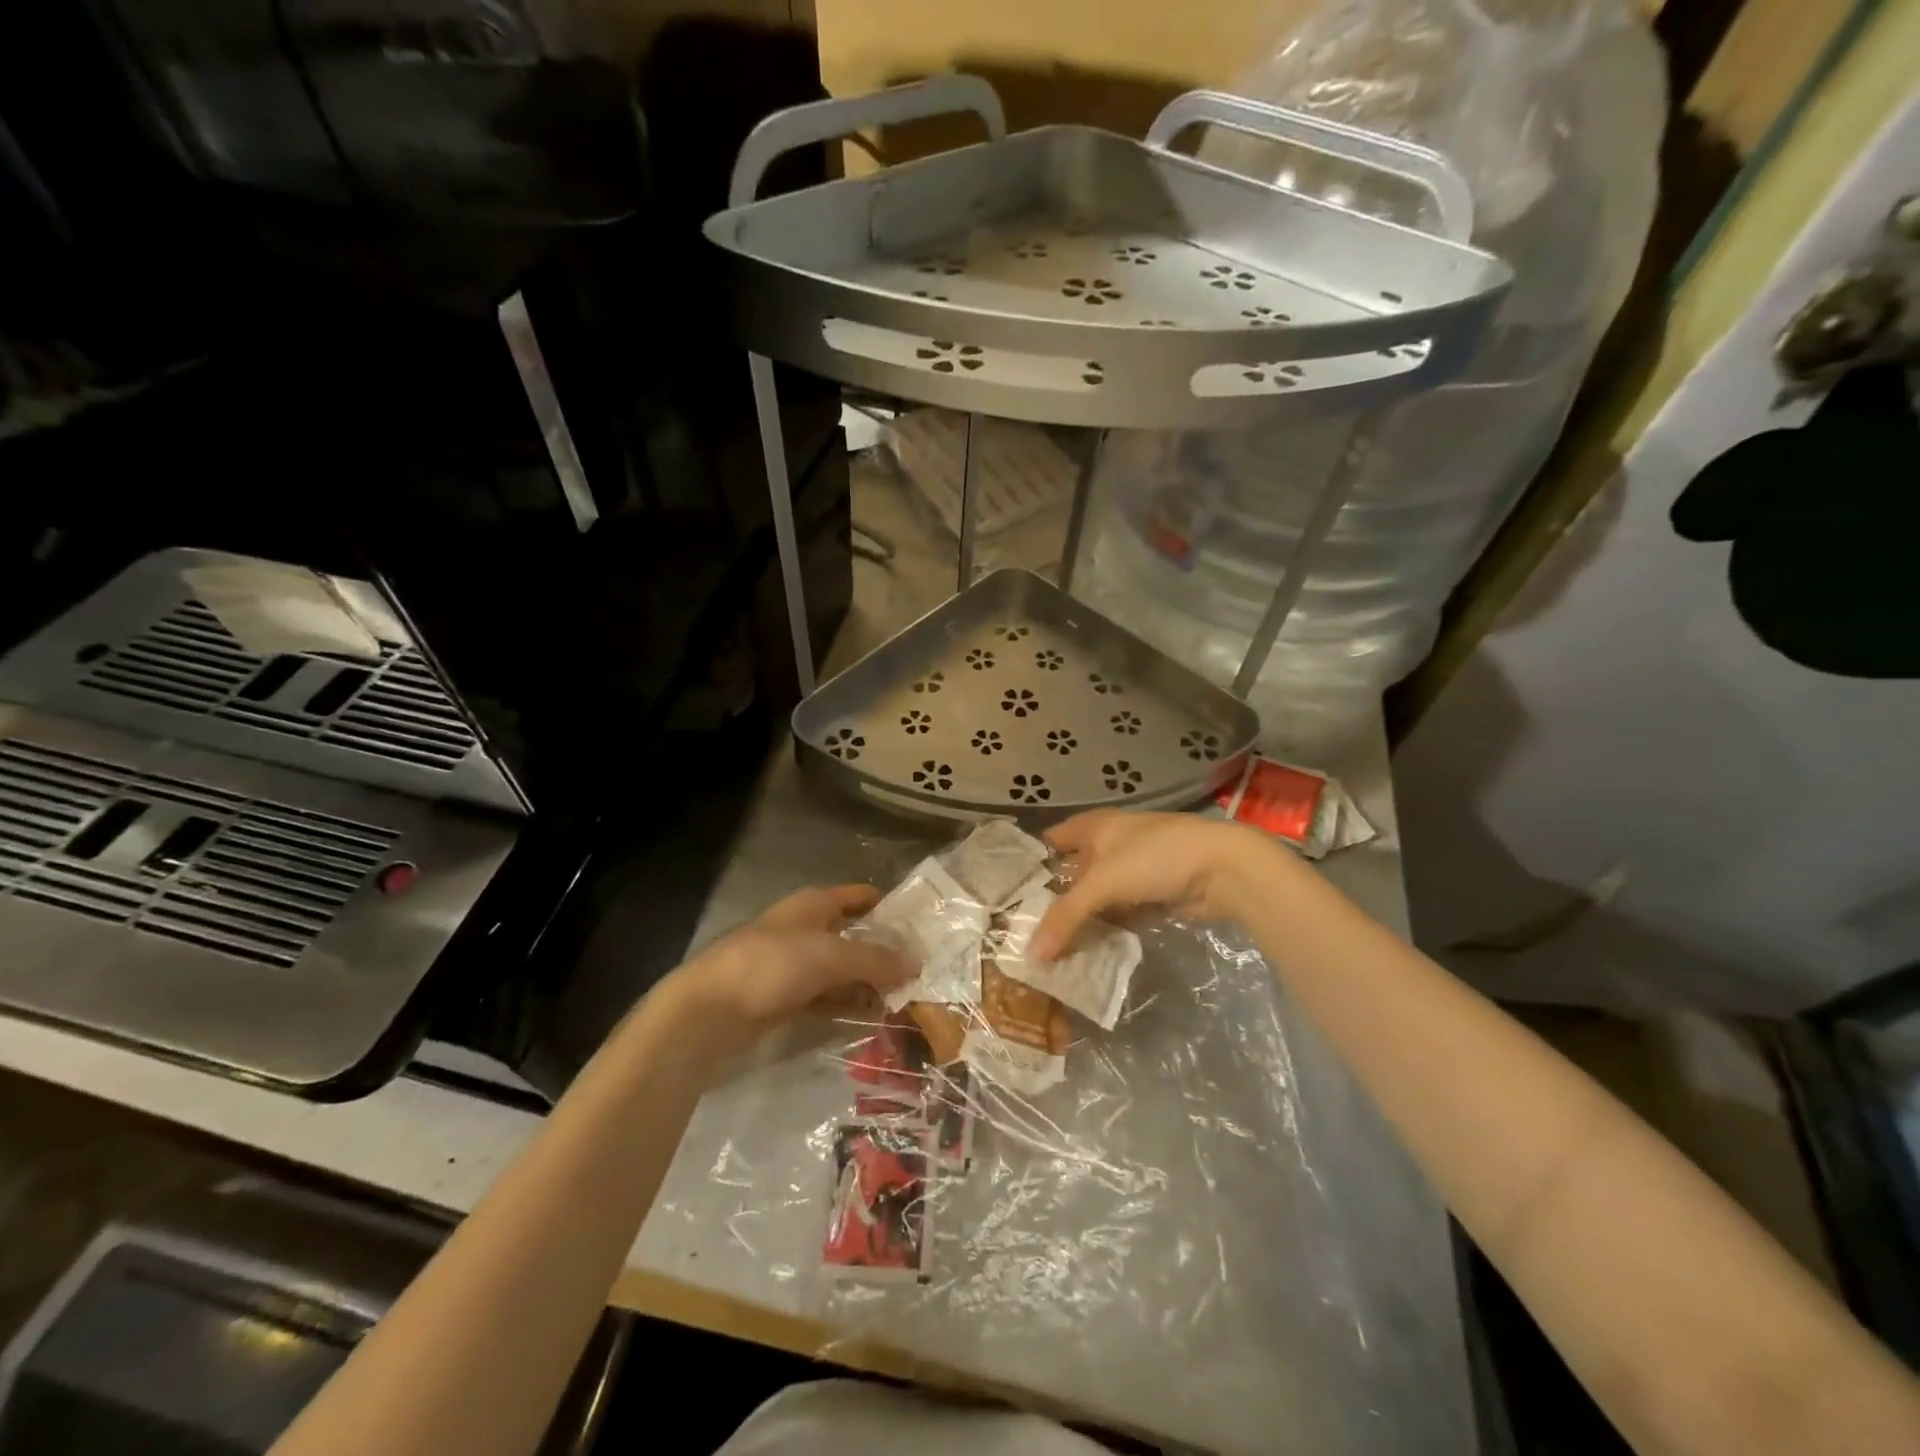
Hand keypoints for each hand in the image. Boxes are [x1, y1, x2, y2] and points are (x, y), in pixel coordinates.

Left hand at [658, 885, 912, 1056]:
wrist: (710, 1010)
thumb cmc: (773, 965)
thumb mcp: (832, 956)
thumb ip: (876, 959)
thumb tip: (917, 962)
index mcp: (815, 904)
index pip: (862, 896)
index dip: (891, 907)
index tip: (924, 927)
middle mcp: (806, 928)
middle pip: (854, 934)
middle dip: (885, 951)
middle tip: (922, 971)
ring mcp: (794, 963)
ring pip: (842, 968)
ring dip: (868, 982)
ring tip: (906, 998)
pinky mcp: (785, 996)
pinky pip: (826, 995)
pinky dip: (847, 1003)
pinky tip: (872, 1017)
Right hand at [1031, 810, 1287, 958]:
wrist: (1223, 869)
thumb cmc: (1155, 858)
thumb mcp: (1103, 883)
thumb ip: (1066, 917)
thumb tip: (1032, 954)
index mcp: (1094, 827)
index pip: (1051, 841)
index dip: (1031, 864)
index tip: (1007, 895)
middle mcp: (1109, 845)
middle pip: (1072, 874)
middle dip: (1053, 901)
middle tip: (1024, 933)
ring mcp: (1132, 871)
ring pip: (1097, 898)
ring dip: (1081, 921)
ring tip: (1051, 951)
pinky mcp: (1152, 895)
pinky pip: (1119, 915)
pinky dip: (1106, 930)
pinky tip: (1088, 952)